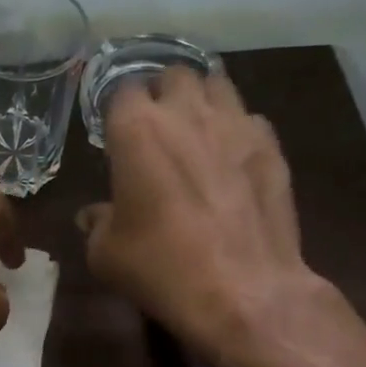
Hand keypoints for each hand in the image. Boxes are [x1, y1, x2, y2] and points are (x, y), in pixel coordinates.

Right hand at [78, 68, 325, 366]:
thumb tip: (94, 215)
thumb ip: (97, 223)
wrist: (242, 291)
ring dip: (202, 100)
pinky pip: (249, 119)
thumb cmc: (161, 268)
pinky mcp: (271, 146)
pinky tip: (232, 159)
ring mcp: (236, 124)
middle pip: (174, 75)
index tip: (116, 132)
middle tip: (156, 127)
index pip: (122, 89)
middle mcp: (186, 113)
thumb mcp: (106, 254)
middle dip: (162, 94)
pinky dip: (237, 130)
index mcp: (137, 130)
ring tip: (196, 131)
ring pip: (217, 84)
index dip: (118, 109)